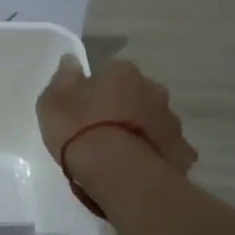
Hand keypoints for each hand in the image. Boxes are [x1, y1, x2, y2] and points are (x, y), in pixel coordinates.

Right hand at [36, 55, 195, 173]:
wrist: (118, 173)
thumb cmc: (80, 130)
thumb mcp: (52, 103)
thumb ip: (63, 79)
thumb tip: (71, 61)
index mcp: (122, 72)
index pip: (109, 71)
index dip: (95, 88)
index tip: (83, 106)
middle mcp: (153, 90)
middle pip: (136, 94)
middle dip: (124, 106)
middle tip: (102, 129)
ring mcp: (171, 121)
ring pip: (153, 120)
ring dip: (140, 129)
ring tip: (119, 153)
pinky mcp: (182, 152)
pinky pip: (166, 148)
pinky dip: (155, 154)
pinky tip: (138, 168)